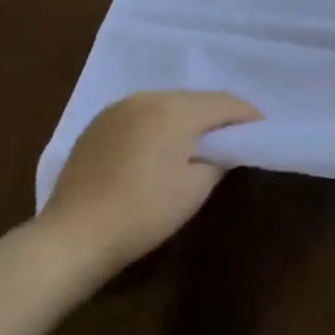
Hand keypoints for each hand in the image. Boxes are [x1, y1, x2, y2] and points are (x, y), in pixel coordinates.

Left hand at [39, 90, 260, 275]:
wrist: (72, 236)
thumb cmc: (143, 213)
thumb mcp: (194, 190)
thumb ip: (218, 160)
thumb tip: (223, 149)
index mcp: (175, 110)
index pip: (224, 103)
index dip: (247, 115)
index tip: (262, 128)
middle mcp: (148, 98)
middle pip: (195, 99)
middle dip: (217, 114)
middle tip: (233, 136)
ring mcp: (119, 108)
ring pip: (167, 103)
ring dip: (187, 117)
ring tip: (198, 141)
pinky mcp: (99, 123)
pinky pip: (142, 113)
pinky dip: (159, 123)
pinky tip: (160, 146)